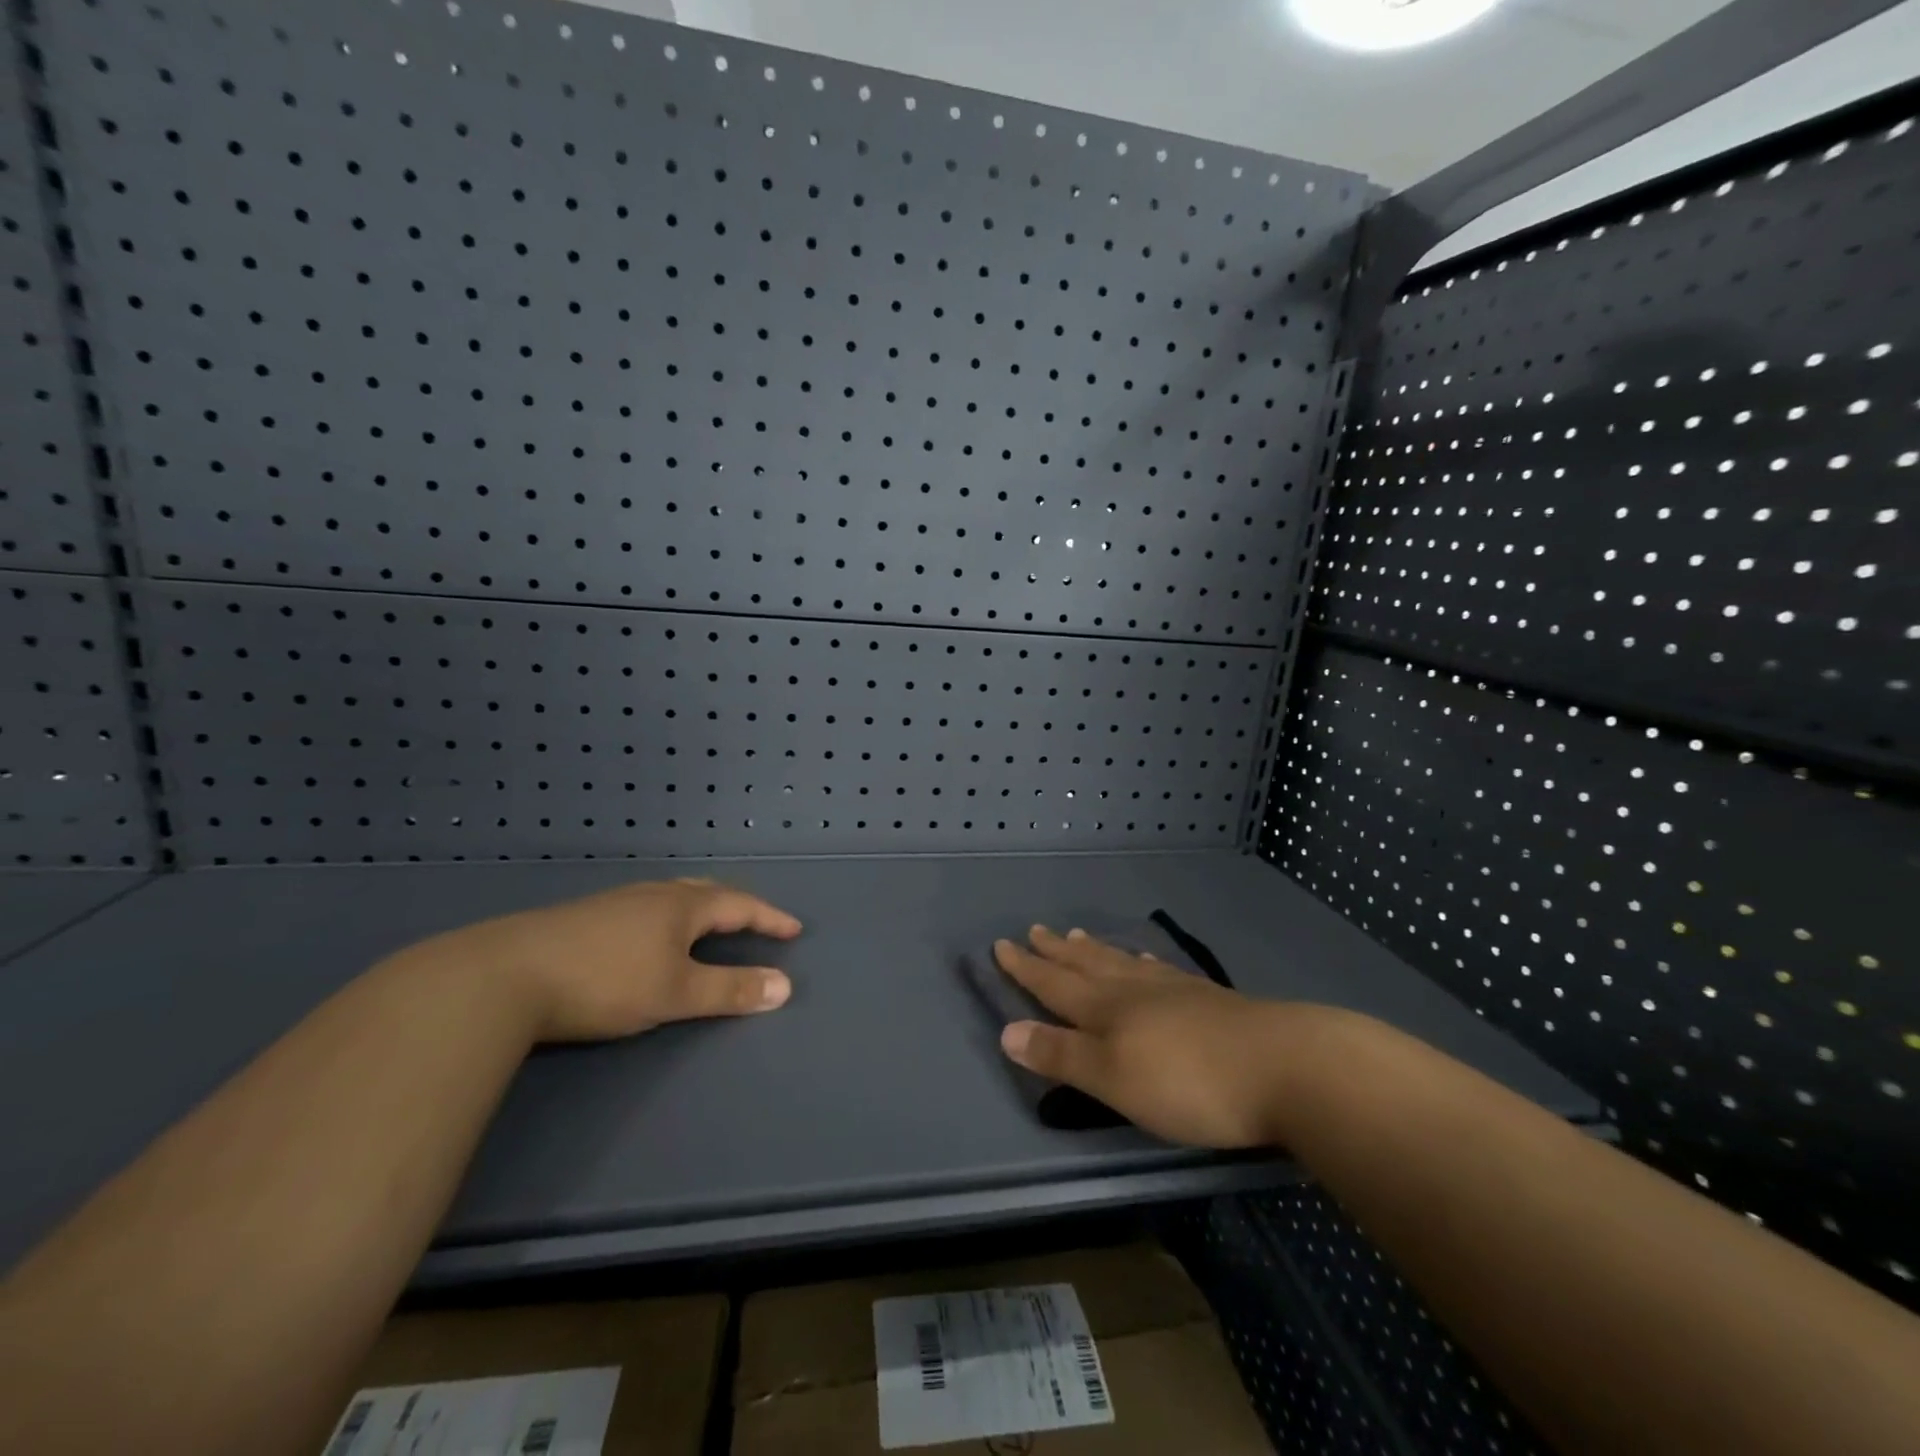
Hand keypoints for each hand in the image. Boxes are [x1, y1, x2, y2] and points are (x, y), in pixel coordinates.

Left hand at [420, 877, 801, 1042]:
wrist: (504, 976)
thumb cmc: (605, 982)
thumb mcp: (676, 992)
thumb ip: (731, 990)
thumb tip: (786, 986)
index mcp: (681, 906)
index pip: (739, 905)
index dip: (769, 918)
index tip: (793, 930)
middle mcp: (653, 895)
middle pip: (706, 892)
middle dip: (736, 907)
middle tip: (755, 920)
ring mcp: (615, 902)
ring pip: (671, 897)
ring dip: (700, 909)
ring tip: (708, 925)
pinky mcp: (584, 918)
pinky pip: (644, 908)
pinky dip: (667, 917)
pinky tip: (648, 936)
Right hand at [995, 926, 1309, 1147]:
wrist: (1285, 1066)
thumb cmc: (1189, 1082)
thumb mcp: (1114, 1079)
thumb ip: (1062, 1055)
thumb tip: (1006, 1031)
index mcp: (1108, 1010)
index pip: (1055, 984)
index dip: (1026, 968)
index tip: (1002, 945)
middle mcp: (1136, 991)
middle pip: (1087, 966)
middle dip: (1056, 952)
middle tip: (1036, 930)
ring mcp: (1175, 991)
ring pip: (1123, 963)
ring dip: (1096, 951)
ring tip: (1078, 935)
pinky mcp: (1209, 1000)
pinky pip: (1161, 971)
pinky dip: (1143, 963)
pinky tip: (1148, 962)